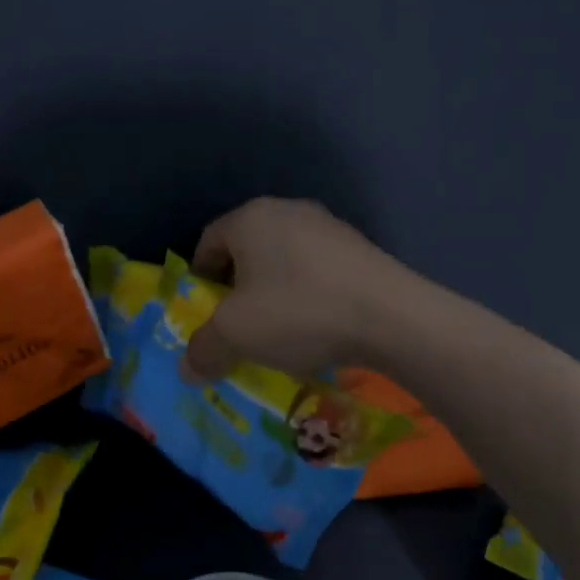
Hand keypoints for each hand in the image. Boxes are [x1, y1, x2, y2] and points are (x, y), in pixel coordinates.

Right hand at [184, 198, 417, 380]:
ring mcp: (329, 227)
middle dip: (236, 289)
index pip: (207, 241)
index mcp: (250, 218)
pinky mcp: (360, 248)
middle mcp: (287, 211)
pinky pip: (317, 271)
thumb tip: (186, 369)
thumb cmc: (298, 312)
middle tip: (238, 326)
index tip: (205, 314)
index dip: (199, 280)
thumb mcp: (236, 335)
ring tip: (279, 332)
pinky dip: (307, 296)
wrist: (392, 317)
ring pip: (283, 261)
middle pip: (246, 250)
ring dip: (273, 294)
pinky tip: (317, 327)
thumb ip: (203, 349)